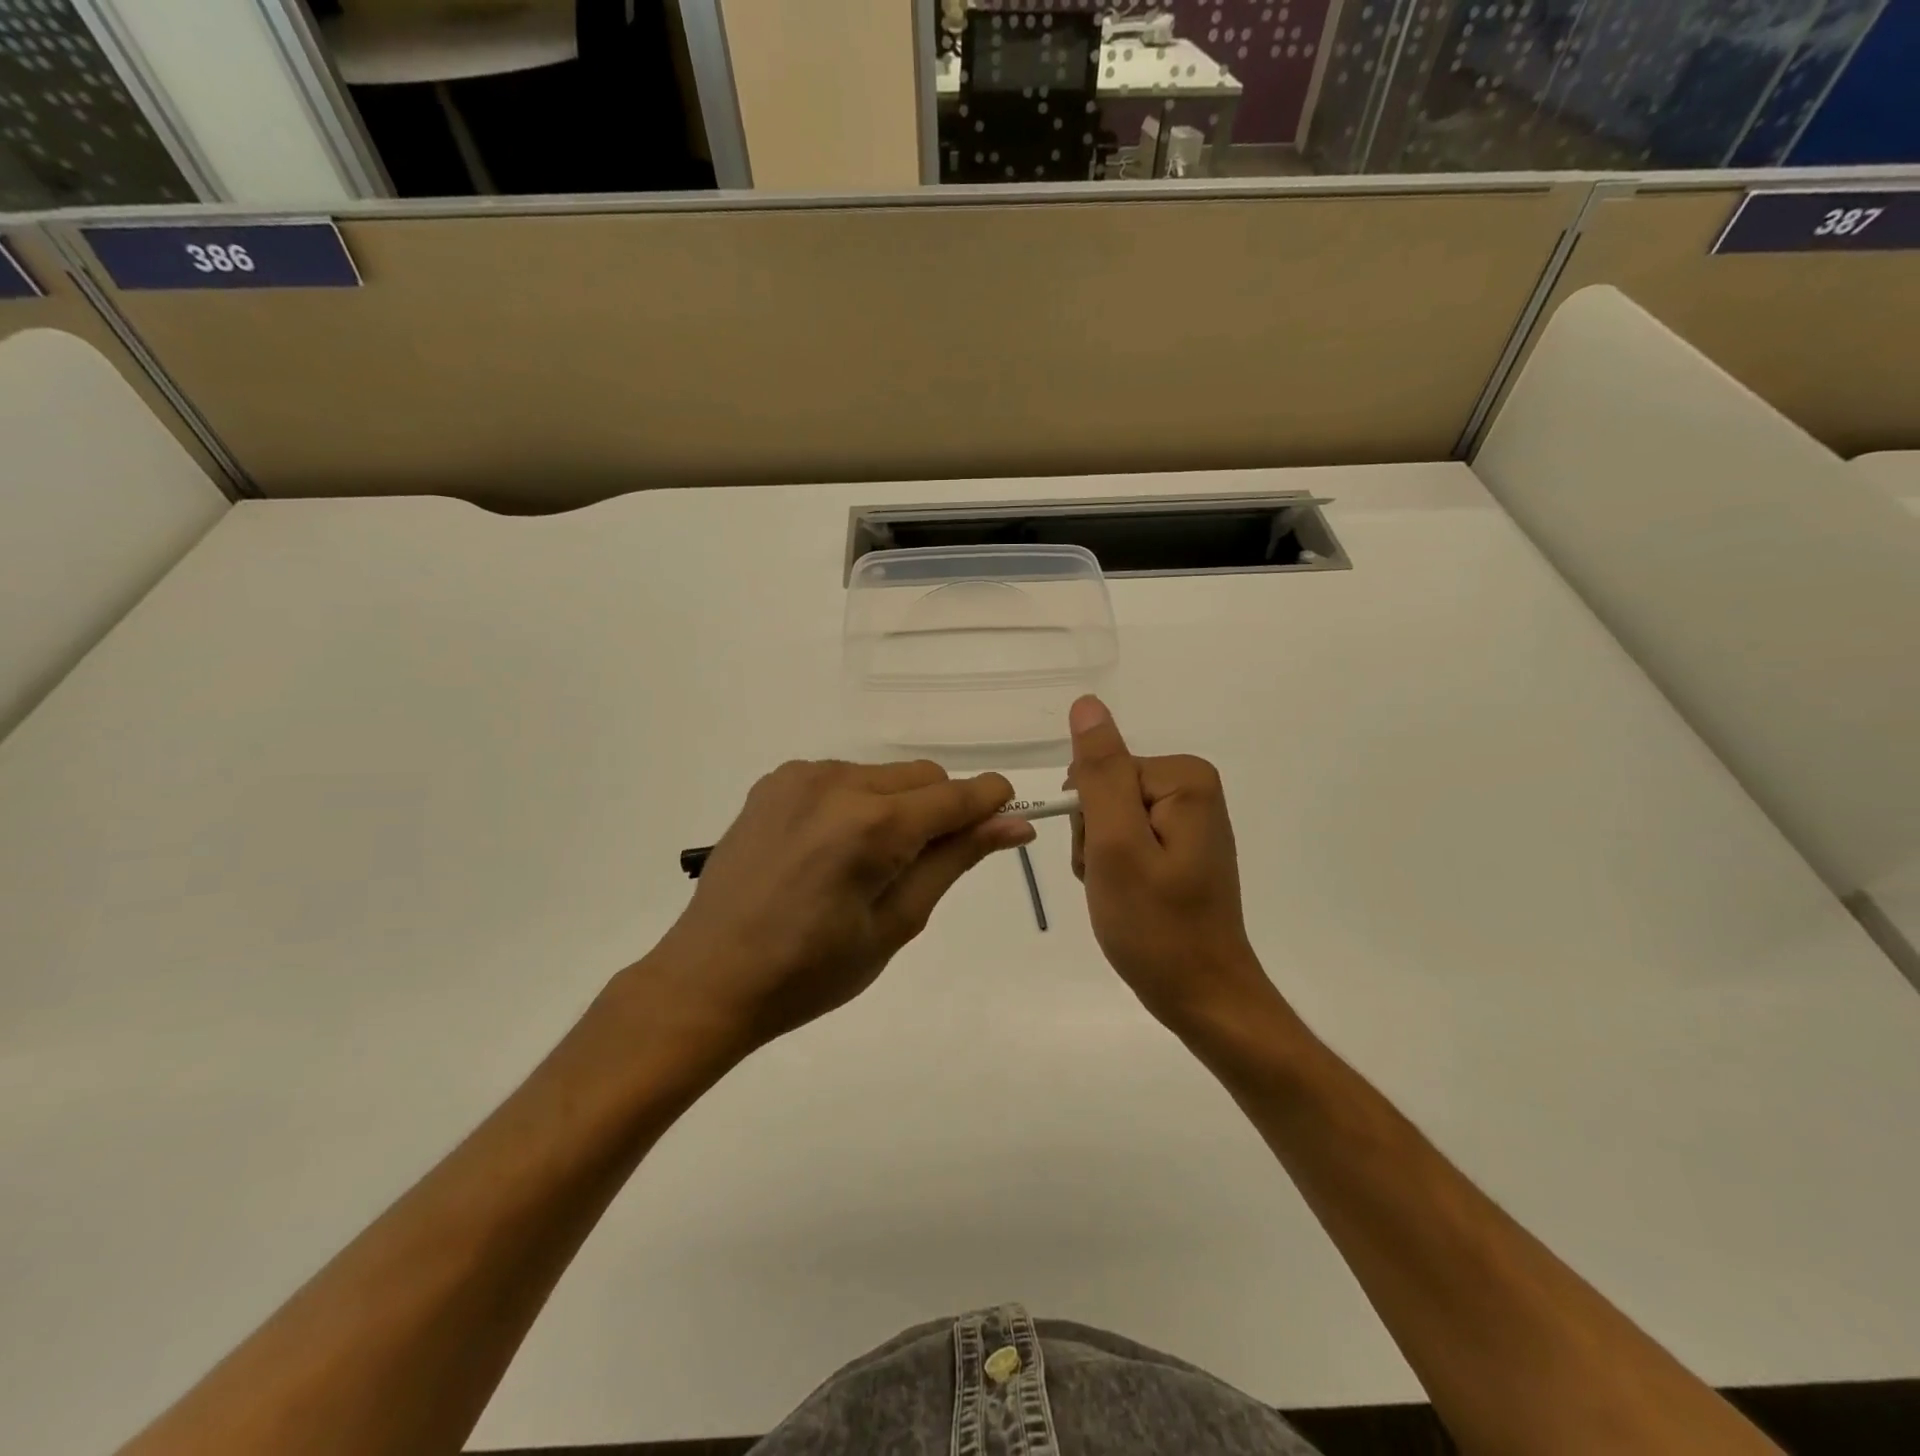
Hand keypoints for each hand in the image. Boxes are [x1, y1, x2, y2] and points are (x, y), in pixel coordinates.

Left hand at [642, 760, 1032, 1054]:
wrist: (710, 977)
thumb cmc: (811, 971)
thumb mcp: (896, 924)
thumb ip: (955, 861)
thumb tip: (1014, 824)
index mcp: (872, 825)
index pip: (958, 793)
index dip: (990, 805)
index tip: (1003, 826)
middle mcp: (838, 781)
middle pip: (923, 777)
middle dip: (939, 811)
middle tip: (916, 869)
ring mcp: (801, 776)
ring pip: (884, 775)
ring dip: (896, 807)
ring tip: (864, 865)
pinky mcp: (775, 780)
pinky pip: (842, 778)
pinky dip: (856, 804)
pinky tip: (828, 849)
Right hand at [1067, 696, 1275, 1033]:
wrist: (1202, 996)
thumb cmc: (1156, 926)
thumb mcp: (1116, 845)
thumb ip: (1100, 773)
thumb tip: (1087, 705)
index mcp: (1184, 779)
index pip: (1101, 772)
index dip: (1089, 820)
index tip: (1105, 862)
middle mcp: (1192, 788)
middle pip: (1106, 791)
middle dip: (1095, 838)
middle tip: (1114, 882)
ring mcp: (1188, 818)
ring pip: (1109, 817)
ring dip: (1100, 856)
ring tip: (1121, 894)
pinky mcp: (1180, 844)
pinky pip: (1126, 838)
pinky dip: (1115, 868)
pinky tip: (1129, 896)